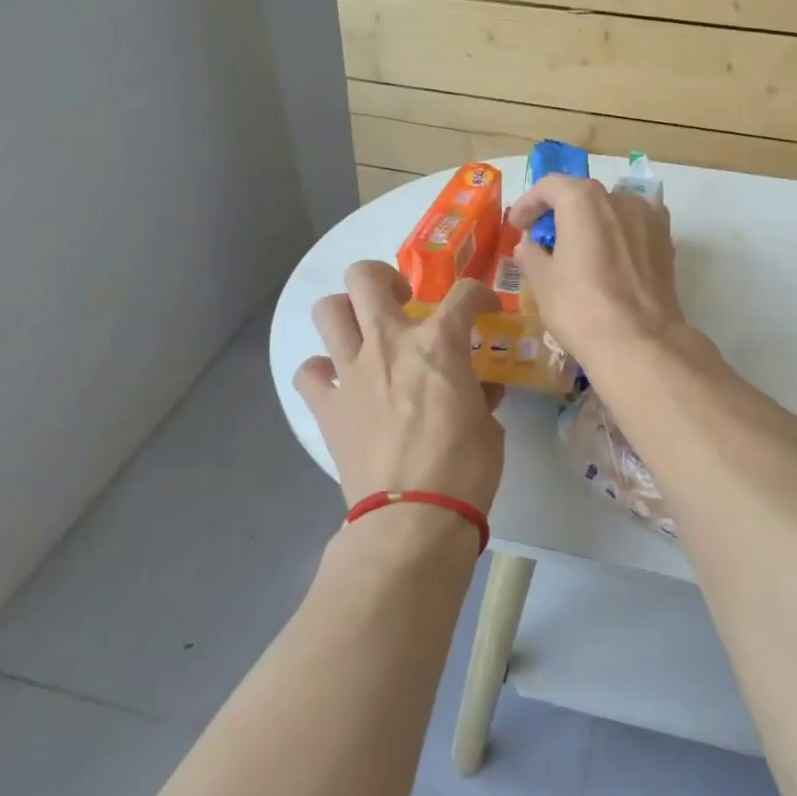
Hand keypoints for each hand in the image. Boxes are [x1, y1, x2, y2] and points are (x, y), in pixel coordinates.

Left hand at [293, 261, 504, 514]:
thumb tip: (481, 389)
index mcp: (438, 344)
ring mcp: (351, 373)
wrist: (413, 518)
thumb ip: (481, 396)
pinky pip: (308, 372)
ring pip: (328, 311)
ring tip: (365, 331)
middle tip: (402, 299)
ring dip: (346, 313)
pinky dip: (321, 370)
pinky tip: (339, 381)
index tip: (483, 308)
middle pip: (366, 278)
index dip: (478, 295)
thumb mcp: (488, 426)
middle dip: (384, 277)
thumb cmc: (464, 469)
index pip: (463, 294)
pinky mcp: (327, 407)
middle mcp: (389, 344)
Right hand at [509, 175, 686, 366]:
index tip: (517, 226)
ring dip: (593, 223)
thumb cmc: (580, 307)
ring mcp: (649, 218)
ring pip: (612, 210)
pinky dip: (618, 236)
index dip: (528, 204)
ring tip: (580, 251)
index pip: (549, 186)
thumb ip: (531, 256)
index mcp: (583, 199)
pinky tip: (610, 260)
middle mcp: (619, 198)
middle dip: (561, 213)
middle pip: (583, 196)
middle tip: (544, 240)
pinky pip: (635, 228)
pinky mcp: (667, 242)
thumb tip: (528, 247)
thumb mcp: (543, 282)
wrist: (639, 341)